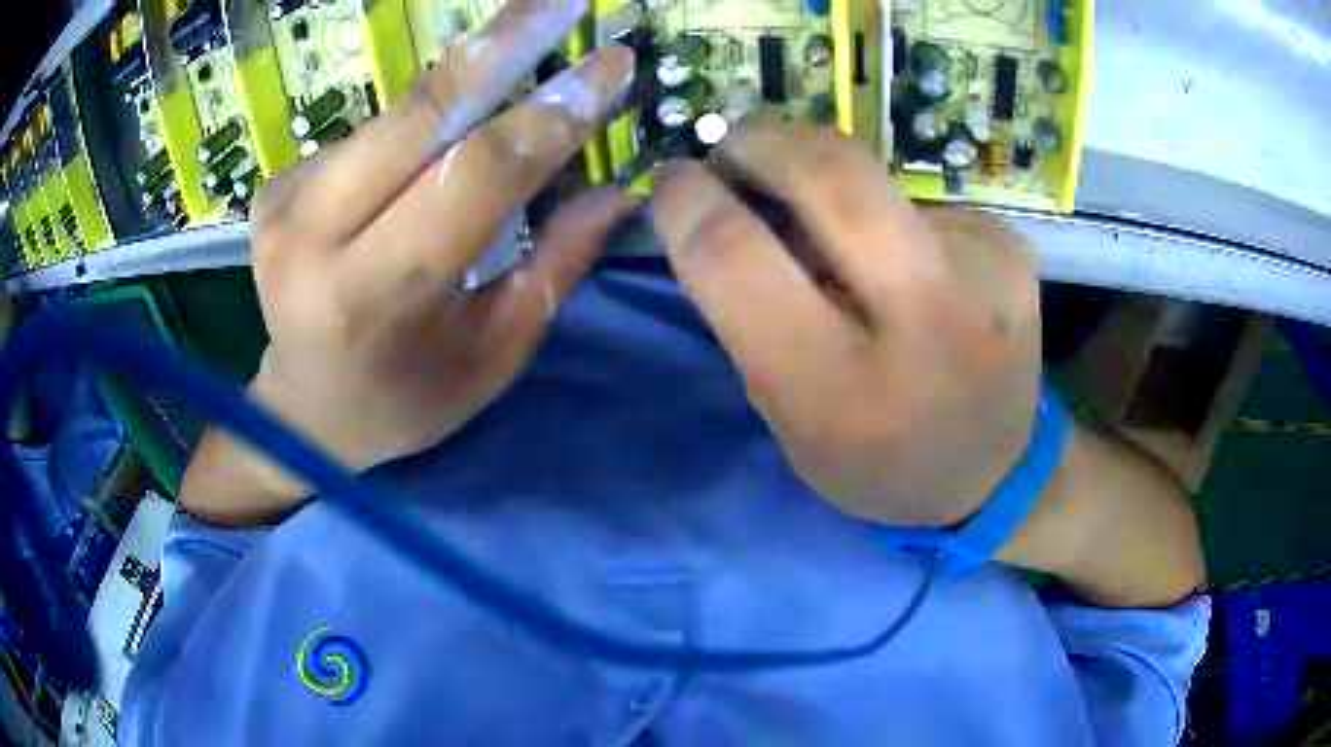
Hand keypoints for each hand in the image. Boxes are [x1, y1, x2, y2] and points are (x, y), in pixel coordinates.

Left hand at [239, 1, 635, 486]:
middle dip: (506, 42)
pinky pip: (371, 132)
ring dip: (469, 82)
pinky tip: (431, 149)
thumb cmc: (404, 400)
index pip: (476, 174)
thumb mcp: (492, 357)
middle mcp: (313, 235)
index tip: (611, 63)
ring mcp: (283, 201)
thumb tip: (618, 189)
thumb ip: (554, 266)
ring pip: (399, 112)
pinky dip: (421, 124)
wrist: (302, 411)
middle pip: (421, 110)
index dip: (552, 112)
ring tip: (519, 64)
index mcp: (375, 295)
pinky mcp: (275, 183)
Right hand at [651, 123, 1041, 527]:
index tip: (674, 182)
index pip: (737, 257)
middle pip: (828, 173)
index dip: (689, 202)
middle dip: (763, 140)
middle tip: (735, 144)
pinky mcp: (1010, 246)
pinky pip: (921, 205)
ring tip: (834, 231)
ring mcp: (983, 272)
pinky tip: (910, 263)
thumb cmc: (877, 462)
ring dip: (830, 185)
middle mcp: (924, 321)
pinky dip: (893, 219)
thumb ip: (751, 320)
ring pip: (874, 179)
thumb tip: (725, 207)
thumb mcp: (790, 423)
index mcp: (842, 391)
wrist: (998, 473)